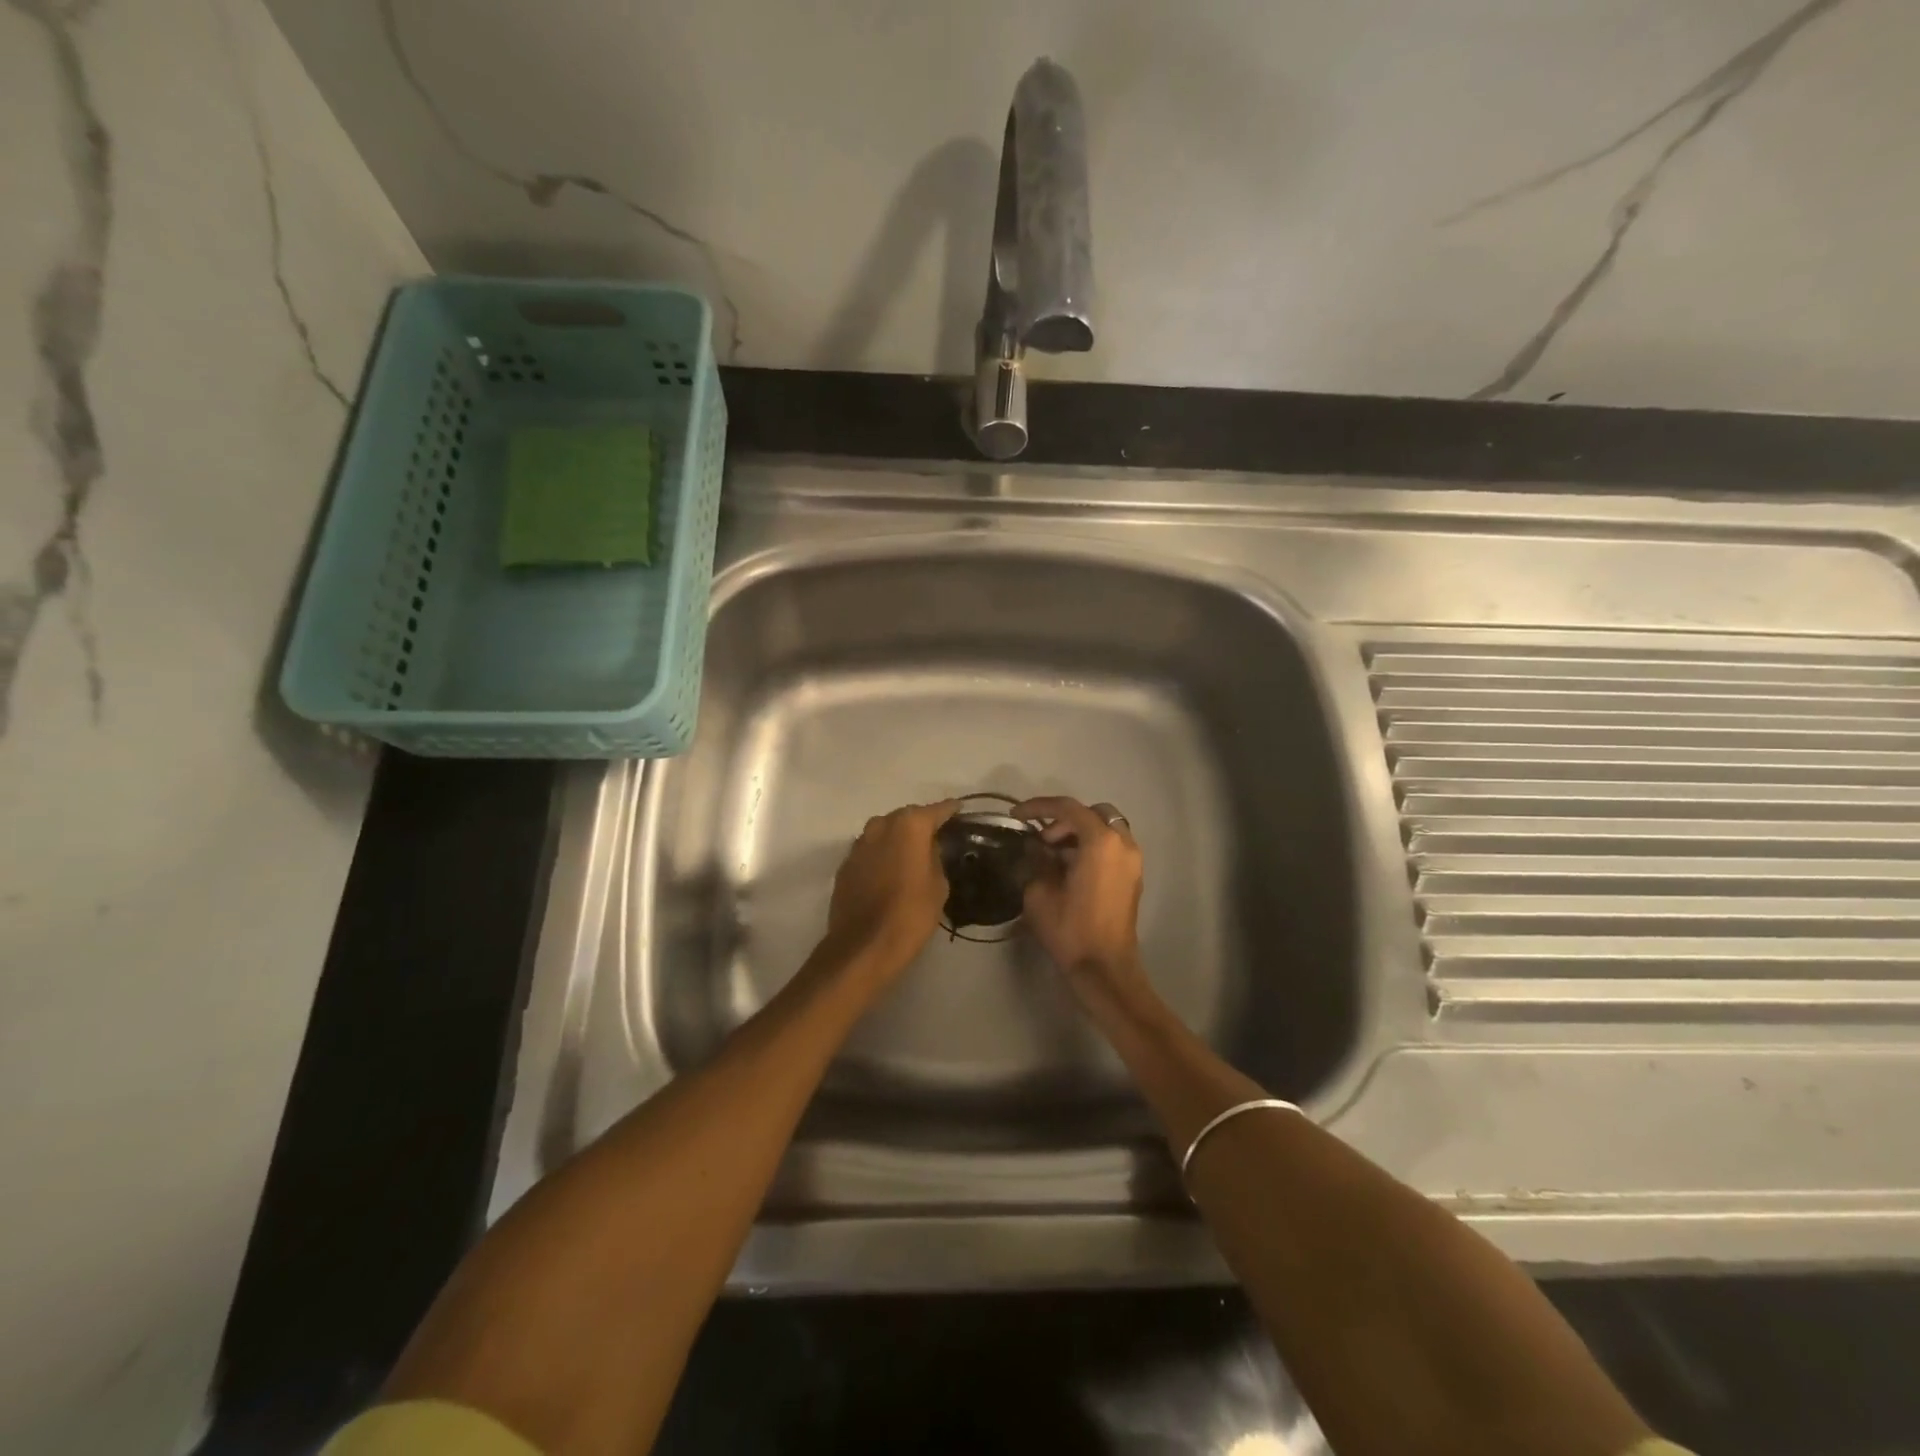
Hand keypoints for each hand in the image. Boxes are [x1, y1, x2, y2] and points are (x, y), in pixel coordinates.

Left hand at [822, 801, 958, 979]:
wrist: (863, 946)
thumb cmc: (910, 914)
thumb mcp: (939, 886)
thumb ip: (936, 858)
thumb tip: (929, 848)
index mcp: (909, 826)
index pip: (936, 810)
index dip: (950, 810)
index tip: (960, 810)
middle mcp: (881, 826)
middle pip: (906, 817)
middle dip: (921, 823)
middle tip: (937, 836)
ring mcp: (859, 844)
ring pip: (884, 831)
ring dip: (898, 838)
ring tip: (912, 852)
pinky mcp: (845, 864)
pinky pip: (870, 850)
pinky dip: (881, 854)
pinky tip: (890, 870)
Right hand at [1014, 797, 1145, 989]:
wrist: (1104, 968)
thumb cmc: (1071, 929)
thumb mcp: (1040, 892)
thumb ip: (1037, 860)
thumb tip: (1035, 847)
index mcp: (1100, 842)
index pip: (1067, 808)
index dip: (1038, 807)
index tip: (1016, 815)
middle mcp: (1122, 843)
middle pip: (1092, 814)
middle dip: (1064, 820)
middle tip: (1041, 840)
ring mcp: (1133, 860)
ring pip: (1105, 829)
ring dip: (1079, 833)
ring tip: (1053, 854)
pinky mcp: (1133, 877)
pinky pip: (1112, 847)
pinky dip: (1092, 846)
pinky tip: (1070, 867)